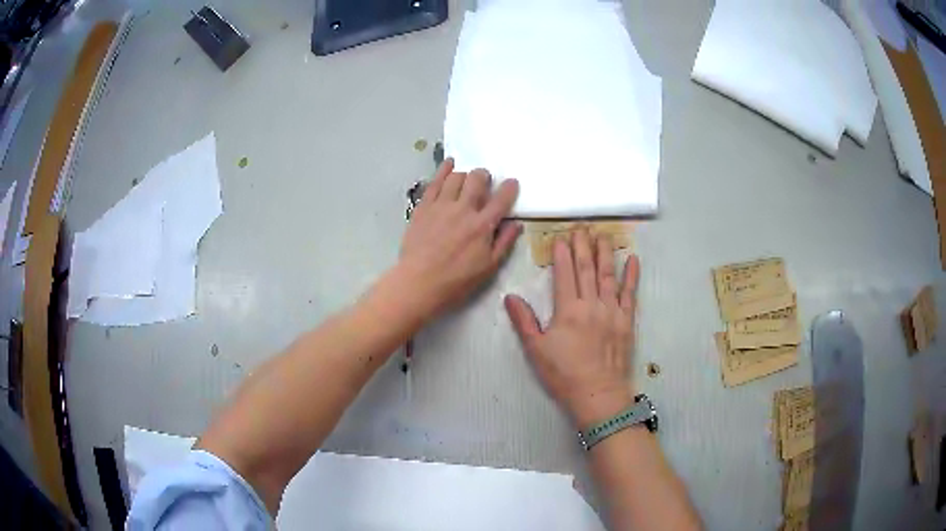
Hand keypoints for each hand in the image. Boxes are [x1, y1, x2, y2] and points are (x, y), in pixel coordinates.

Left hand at [398, 158, 521, 320]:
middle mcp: (463, 210)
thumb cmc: (457, 280)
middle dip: (484, 176)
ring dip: (465, 174)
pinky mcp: (423, 207)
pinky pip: (435, 182)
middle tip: (485, 181)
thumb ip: (504, 242)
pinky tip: (449, 164)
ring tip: (467, 179)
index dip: (510, 188)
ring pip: (456, 177)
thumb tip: (516, 224)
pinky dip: (444, 170)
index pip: (501, 199)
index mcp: (482, 226)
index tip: (512, 183)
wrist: (419, 283)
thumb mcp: (488, 267)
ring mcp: (441, 206)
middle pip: (477, 179)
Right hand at [505, 231, 639, 429]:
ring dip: (606, 253)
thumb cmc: (564, 374)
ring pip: (609, 275)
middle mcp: (592, 304)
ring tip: (604, 234)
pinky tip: (633, 259)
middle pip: (587, 268)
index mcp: (568, 310)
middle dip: (584, 245)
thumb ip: (524, 321)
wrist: (598, 395)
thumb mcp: (536, 350)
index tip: (561, 237)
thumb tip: (510, 297)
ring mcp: (613, 311)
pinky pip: (631, 293)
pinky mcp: (627, 321)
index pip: (565, 274)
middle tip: (582, 227)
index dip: (563, 253)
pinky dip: (632, 275)